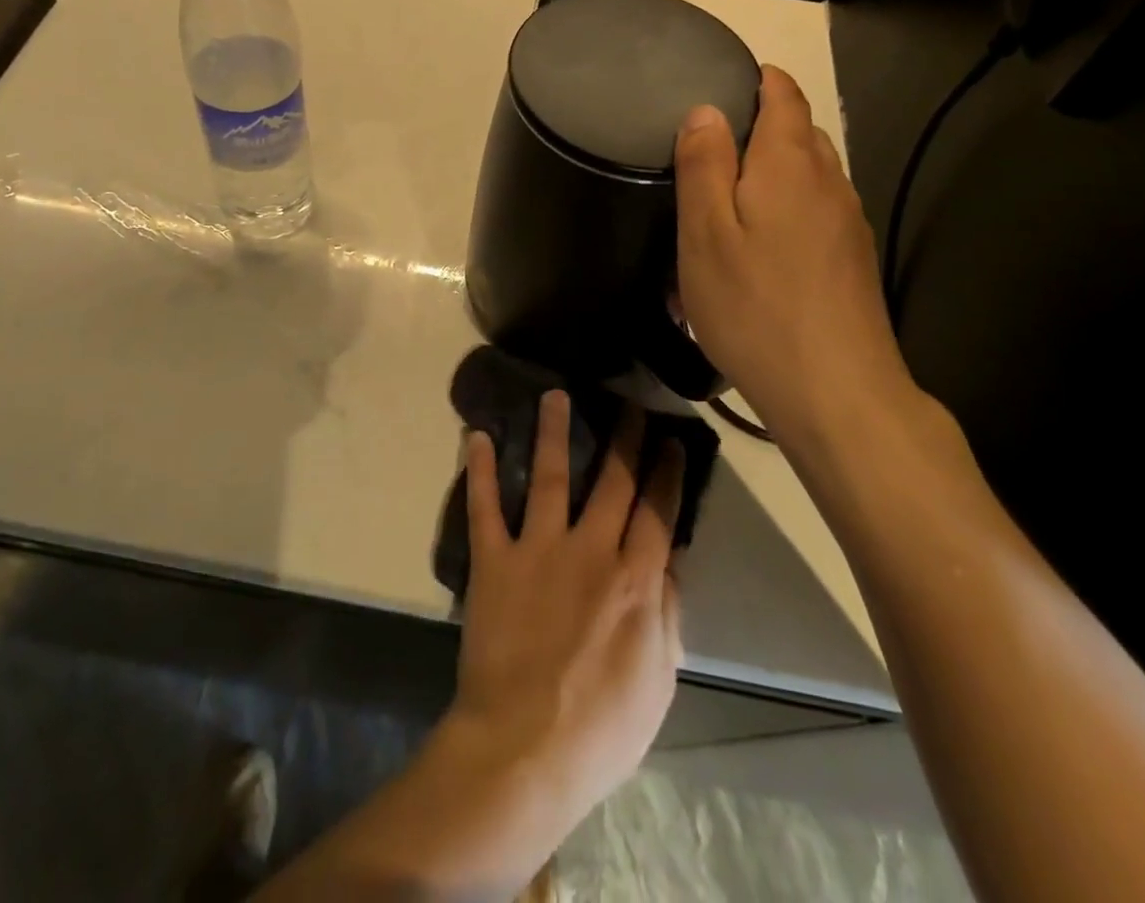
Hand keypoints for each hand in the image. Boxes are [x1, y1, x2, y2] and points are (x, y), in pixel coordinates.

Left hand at [448, 391, 684, 818]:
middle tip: (629, 403)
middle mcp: (590, 550)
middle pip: (613, 482)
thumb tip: (669, 565)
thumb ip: (668, 615)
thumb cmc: (601, 728)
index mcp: (635, 580)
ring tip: (554, 395)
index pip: (657, 511)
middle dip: (624, 438)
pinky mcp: (495, 561)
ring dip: (553, 433)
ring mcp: (538, 550)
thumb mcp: (659, 680)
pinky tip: (475, 436)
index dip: (666, 472)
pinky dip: (479, 471)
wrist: (524, 750)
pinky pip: (485, 507)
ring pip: (551, 477)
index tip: (670, 439)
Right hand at [674, 65, 917, 445]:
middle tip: (710, 150)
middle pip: (799, 132)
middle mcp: (829, 181)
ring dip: (772, 173)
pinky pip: (816, 212)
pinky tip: (761, 248)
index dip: (758, 80)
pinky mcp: (852, 260)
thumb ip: (704, 165)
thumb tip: (706, 110)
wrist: (836, 391)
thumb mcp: (705, 234)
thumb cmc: (755, 306)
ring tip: (729, 200)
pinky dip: (787, 209)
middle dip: (759, 128)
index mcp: (790, 163)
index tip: (723, 83)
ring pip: (809, 175)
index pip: (784, 94)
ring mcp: (848, 222)